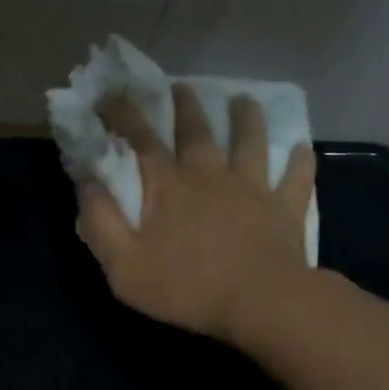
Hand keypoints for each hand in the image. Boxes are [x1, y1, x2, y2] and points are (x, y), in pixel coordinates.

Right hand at [76, 82, 315, 342]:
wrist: (260, 302)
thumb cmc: (187, 288)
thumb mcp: (124, 267)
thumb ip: (100, 224)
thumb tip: (86, 184)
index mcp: (169, 187)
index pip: (141, 140)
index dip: (123, 114)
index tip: (110, 95)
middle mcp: (211, 175)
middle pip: (198, 131)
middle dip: (186, 105)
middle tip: (181, 86)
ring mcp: (253, 188)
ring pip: (251, 141)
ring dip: (246, 118)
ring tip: (243, 100)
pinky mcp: (285, 208)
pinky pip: (296, 177)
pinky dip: (299, 161)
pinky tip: (302, 148)